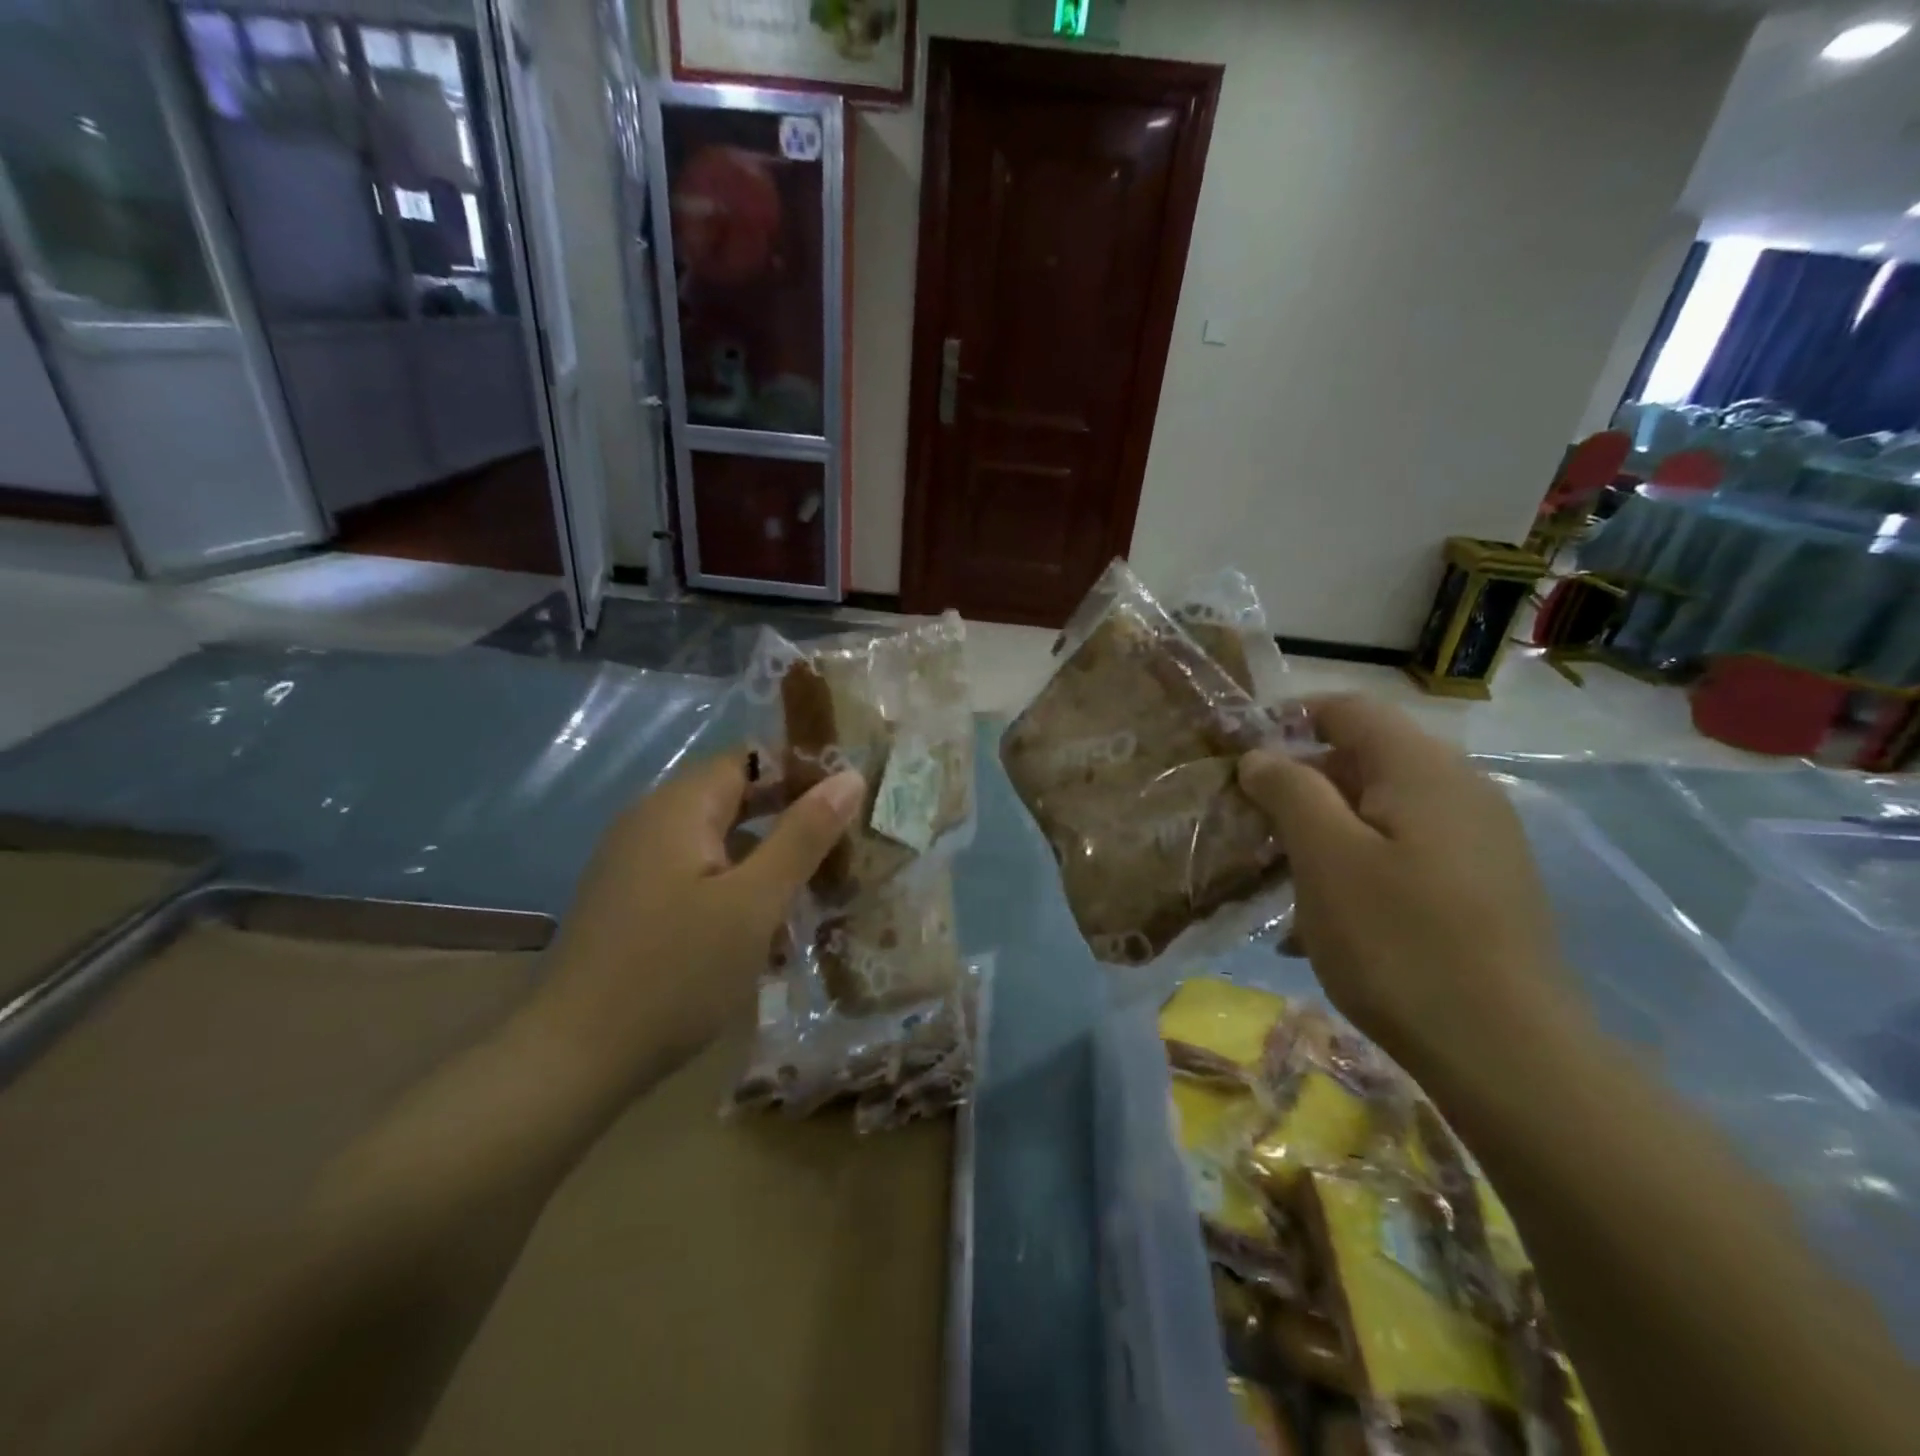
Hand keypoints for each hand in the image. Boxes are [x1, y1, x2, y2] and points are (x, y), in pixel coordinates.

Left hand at [537, 751, 864, 1080]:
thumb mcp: (754, 902)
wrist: (572, 1060)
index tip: (852, 801)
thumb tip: (849, 776)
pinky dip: (736, 885)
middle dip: (791, 818)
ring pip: (718, 840)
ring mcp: (637, 863)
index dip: (803, 772)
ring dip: (767, 856)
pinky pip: (697, 873)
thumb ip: (803, 835)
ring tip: (817, 886)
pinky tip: (766, 926)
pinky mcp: (633, 902)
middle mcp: (651, 821)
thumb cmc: (675, 972)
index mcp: (678, 807)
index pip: (751, 758)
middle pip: (735, 797)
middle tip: (845, 846)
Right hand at [1237, 696, 1567, 1068]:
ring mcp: (1480, 839)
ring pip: (1382, 809)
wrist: (1509, 1055)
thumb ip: (1290, 791)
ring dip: (1326, 830)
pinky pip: (1407, 850)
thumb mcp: (1325, 858)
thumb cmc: (1399, 943)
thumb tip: (1261, 756)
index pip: (1347, 709)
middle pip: (1365, 758)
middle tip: (1255, 827)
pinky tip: (1330, 918)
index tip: (1242, 759)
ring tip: (1284, 879)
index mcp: (1423, 768)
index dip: (1289, 720)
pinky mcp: (1484, 885)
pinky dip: (1360, 864)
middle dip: (1302, 784)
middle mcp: (1460, 788)